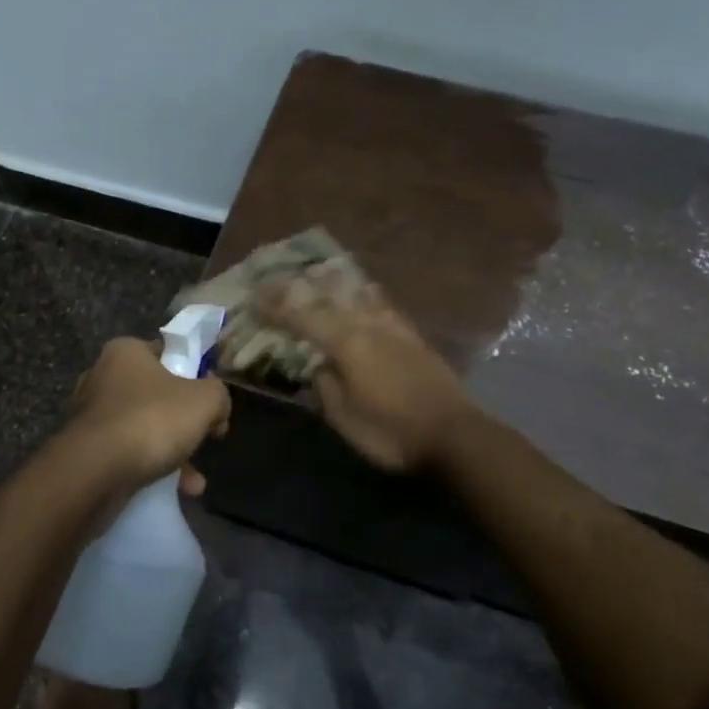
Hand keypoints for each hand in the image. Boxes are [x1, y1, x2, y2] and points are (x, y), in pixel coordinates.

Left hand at [67, 337, 230, 489]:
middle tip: (205, 439)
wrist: (94, 471)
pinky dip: (150, 469)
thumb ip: (218, 394)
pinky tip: (173, 491)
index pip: (168, 354)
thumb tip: (216, 407)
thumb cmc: (152, 420)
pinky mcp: (84, 450)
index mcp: (125, 352)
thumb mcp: (205, 400)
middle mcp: (102, 377)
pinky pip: (126, 454)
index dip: (195, 376)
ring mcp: (90, 415)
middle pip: (157, 395)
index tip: (212, 402)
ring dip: (172, 453)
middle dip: (185, 423)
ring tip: (193, 482)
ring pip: (143, 429)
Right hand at [257, 273, 474, 471]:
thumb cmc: (391, 432)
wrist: (453, 435)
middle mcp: (369, 325)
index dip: (276, 307)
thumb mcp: (344, 418)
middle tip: (279, 279)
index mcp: (346, 343)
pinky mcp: (414, 336)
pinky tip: (363, 293)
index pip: (302, 317)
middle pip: (330, 296)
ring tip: (318, 273)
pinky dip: (364, 294)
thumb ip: (325, 386)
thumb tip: (319, 366)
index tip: (254, 298)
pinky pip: (381, 304)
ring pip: (359, 293)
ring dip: (334, 283)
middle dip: (300, 287)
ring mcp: (395, 327)